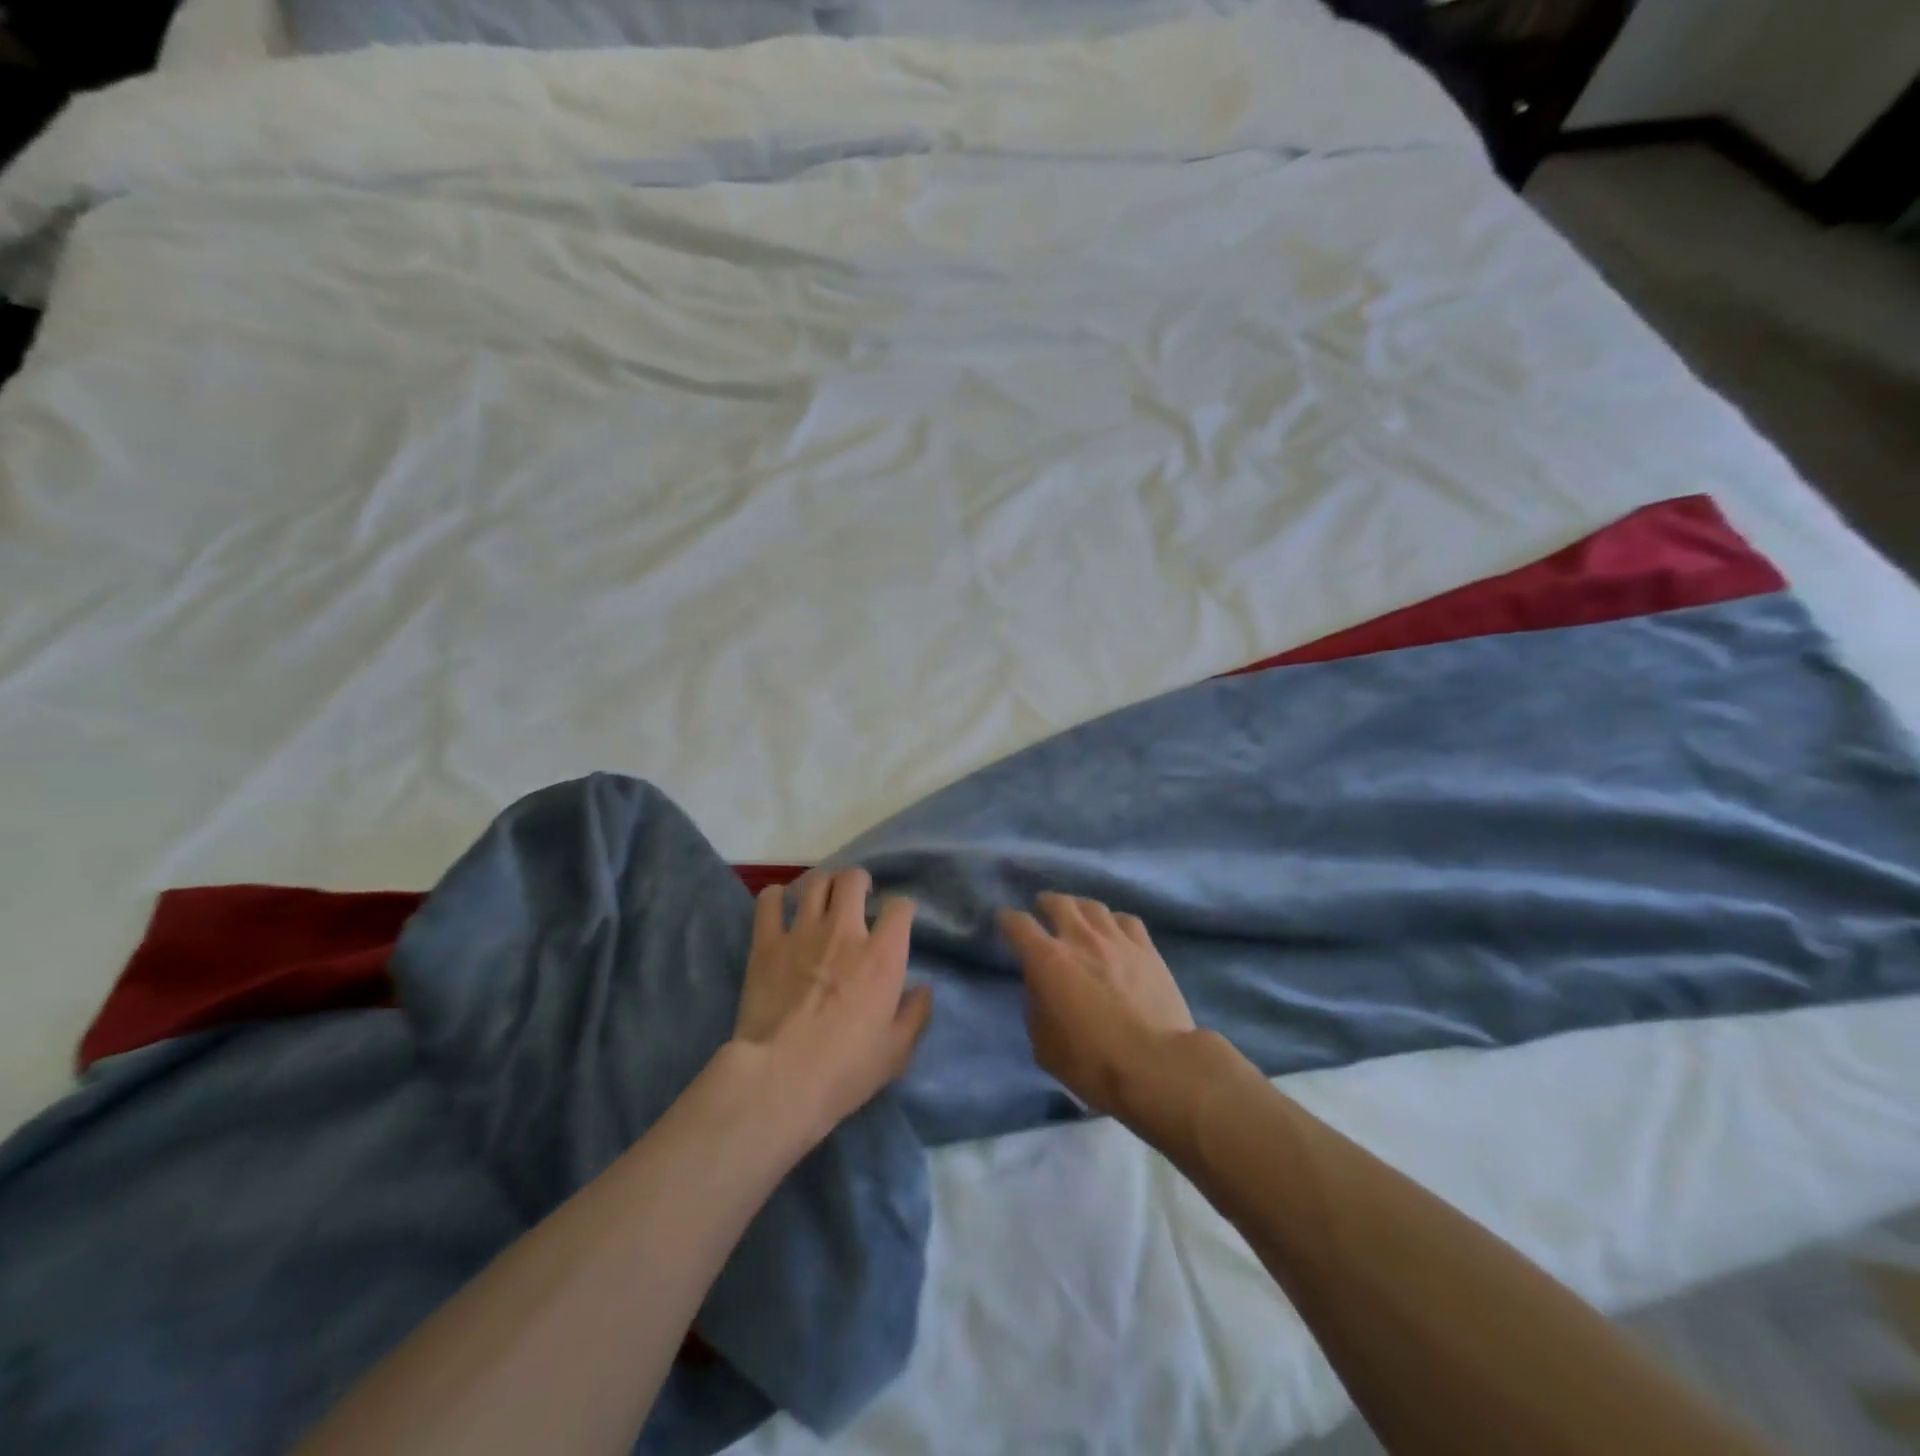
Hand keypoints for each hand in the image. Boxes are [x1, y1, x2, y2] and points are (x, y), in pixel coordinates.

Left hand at [732, 867, 932, 1139]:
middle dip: (859, 881)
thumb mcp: (897, 1051)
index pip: (900, 907)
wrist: (780, 1079)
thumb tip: (922, 989)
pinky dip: (775, 896)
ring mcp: (802, 933)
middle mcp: (844, 931)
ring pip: (815, 882)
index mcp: (882, 955)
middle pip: (853, 879)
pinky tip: (779, 904)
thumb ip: (915, 1014)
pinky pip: (768, 901)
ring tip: (823, 896)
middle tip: (858, 897)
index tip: (897, 920)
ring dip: (823, 883)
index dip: (901, 908)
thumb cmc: (846, 1070)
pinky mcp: (766, 944)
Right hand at [1000, 893, 1195, 1119]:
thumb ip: (1036, 1009)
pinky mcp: (1147, 949)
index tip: (1005, 922)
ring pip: (1093, 906)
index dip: (1007, 920)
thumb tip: (1039, 990)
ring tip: (1078, 916)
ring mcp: (1116, 940)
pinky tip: (1115, 931)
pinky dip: (1114, 922)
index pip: (1018, 924)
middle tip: (1043, 909)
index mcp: (1047, 960)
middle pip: (1058, 902)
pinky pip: (1126, 920)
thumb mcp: (1044, 1046)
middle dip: (1046, 903)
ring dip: (1079, 908)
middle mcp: (1079, 938)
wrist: (1156, 1064)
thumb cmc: (1093, 1062)